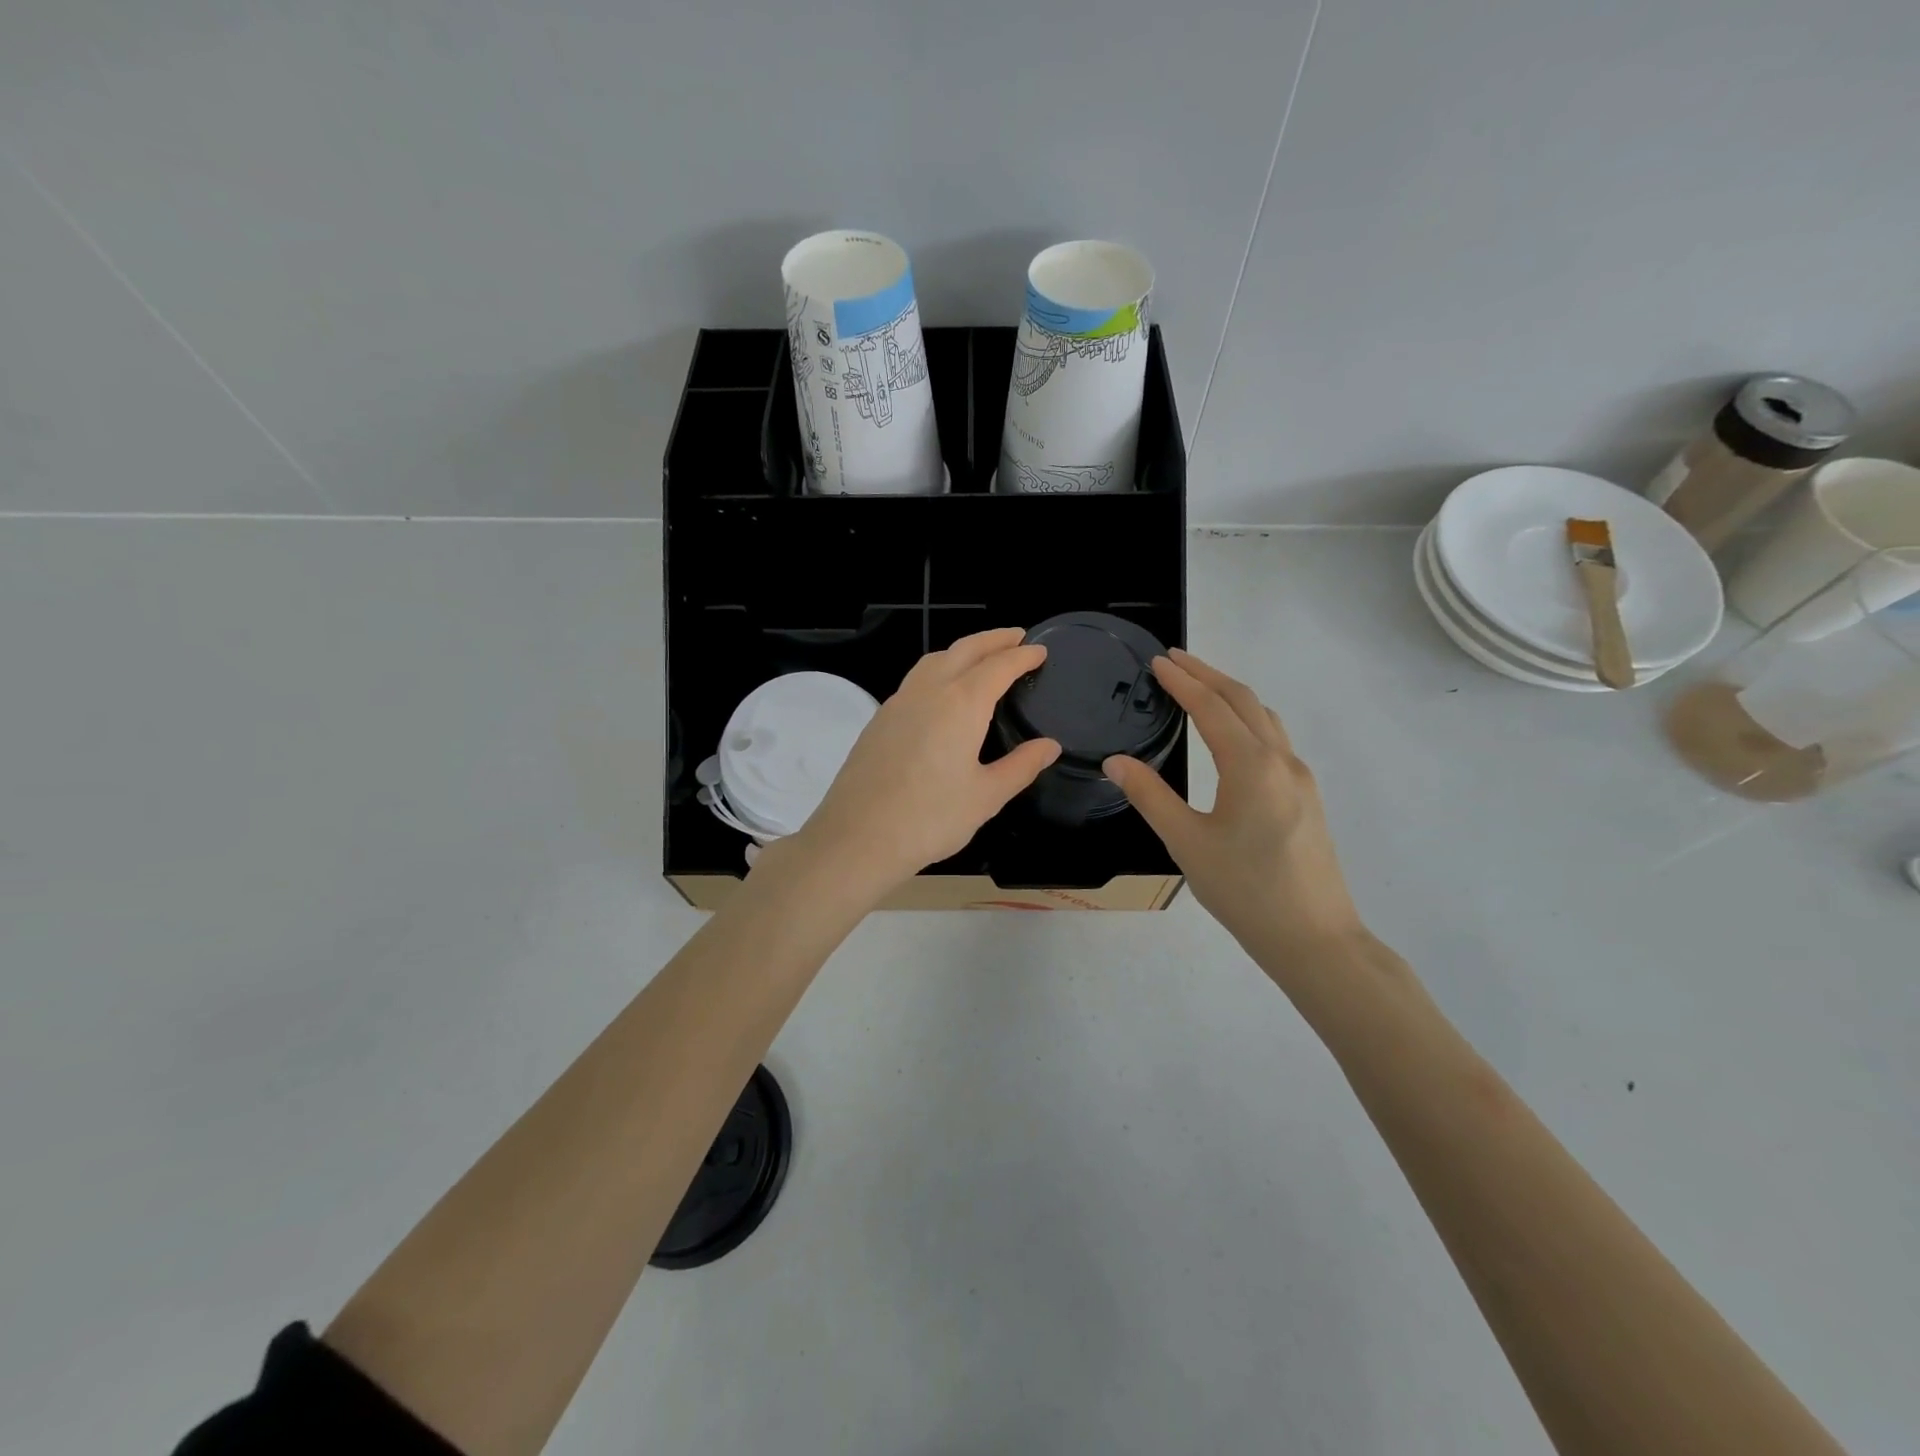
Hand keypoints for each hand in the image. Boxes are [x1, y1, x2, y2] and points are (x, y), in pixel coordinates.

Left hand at [789, 628, 1061, 899]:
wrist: (857, 837)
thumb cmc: (930, 819)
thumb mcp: (986, 796)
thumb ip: (1021, 766)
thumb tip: (1049, 746)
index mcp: (961, 704)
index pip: (999, 666)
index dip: (1022, 655)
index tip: (1040, 650)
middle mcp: (929, 691)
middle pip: (965, 650)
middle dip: (993, 639)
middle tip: (1016, 637)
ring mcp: (898, 702)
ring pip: (935, 660)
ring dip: (962, 650)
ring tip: (981, 657)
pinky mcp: (879, 719)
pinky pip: (915, 679)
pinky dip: (938, 669)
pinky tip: (942, 692)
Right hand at [1103, 649, 1363, 961]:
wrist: (1314, 937)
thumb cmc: (1245, 890)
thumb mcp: (1186, 843)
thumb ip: (1150, 796)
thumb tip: (1115, 761)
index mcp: (1251, 765)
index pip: (1211, 707)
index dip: (1182, 681)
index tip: (1158, 661)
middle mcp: (1281, 760)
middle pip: (1244, 700)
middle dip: (1208, 675)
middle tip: (1175, 660)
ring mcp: (1300, 778)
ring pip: (1265, 717)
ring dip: (1231, 694)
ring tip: (1200, 687)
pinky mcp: (1306, 797)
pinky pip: (1275, 739)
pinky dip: (1248, 718)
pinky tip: (1233, 735)